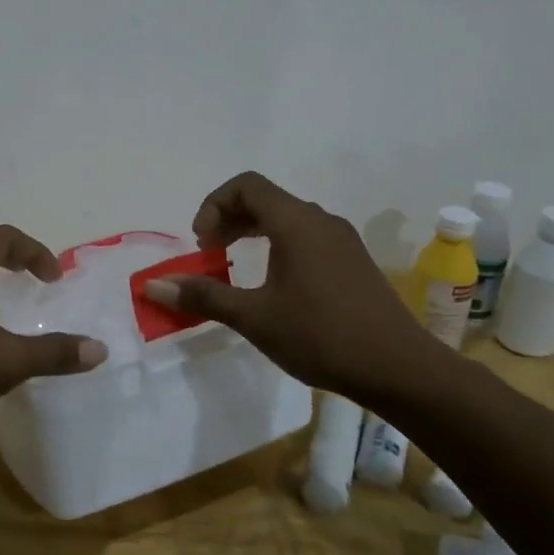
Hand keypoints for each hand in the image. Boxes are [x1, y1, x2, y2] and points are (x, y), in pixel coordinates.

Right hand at [141, 172, 451, 401]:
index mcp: (296, 223)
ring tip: (233, 264)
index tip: (202, 241)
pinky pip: (306, 236)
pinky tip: (272, 282)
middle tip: (209, 251)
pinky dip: (277, 245)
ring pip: (287, 217)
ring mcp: (341, 240)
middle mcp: (320, 220)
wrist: (400, 369)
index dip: (214, 204)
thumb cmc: (321, 336)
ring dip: (253, 232)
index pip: (246, 185)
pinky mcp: (353, 261)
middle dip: (229, 218)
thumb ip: (204, 296)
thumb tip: (153, 286)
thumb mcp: (254, 317)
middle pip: (265, 198)